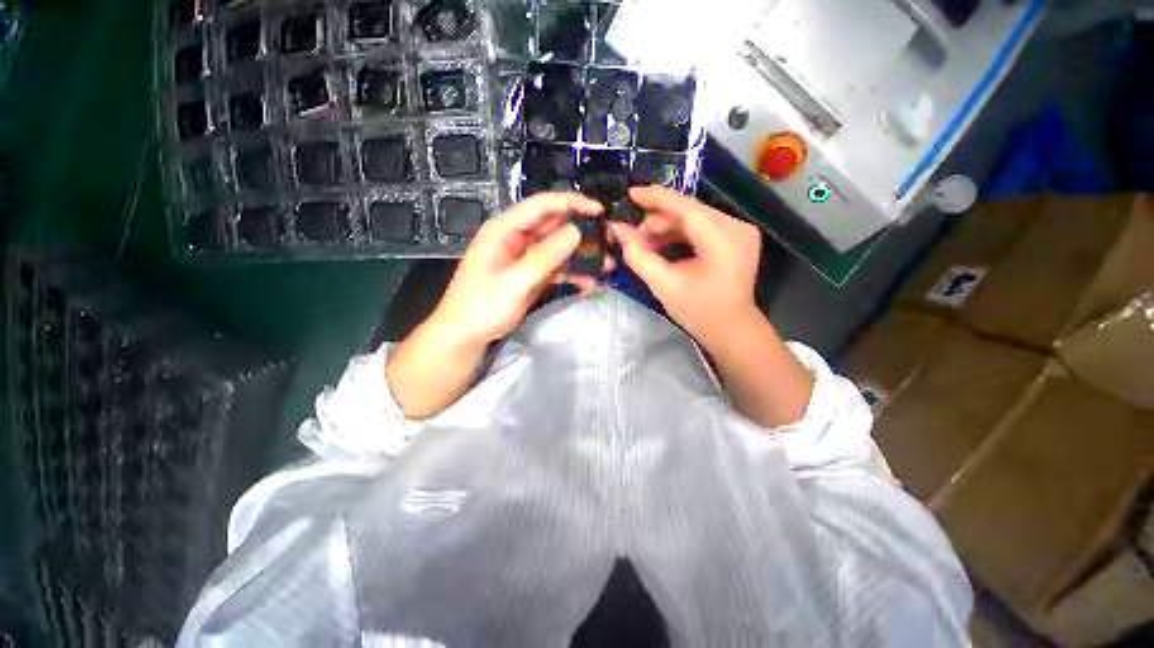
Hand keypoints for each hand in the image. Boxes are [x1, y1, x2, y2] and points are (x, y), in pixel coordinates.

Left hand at [386, 192, 603, 419]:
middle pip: (554, 226)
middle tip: (609, 244)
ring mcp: (524, 257)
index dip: (571, 203)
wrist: (465, 336)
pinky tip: (589, 284)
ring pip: (558, 247)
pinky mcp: (530, 274)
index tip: (599, 211)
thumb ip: (544, 257)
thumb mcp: (514, 283)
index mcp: (504, 230)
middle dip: (582, 233)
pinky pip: (556, 267)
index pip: (542, 206)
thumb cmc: (482, 307)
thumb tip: (576, 231)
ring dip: (581, 256)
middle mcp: (515, 238)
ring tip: (606, 267)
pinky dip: (572, 273)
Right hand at [610, 186, 762, 345]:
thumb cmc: (698, 311)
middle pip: (689, 211)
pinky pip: (703, 226)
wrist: (731, 330)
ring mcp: (740, 231)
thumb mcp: (663, 284)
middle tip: (634, 236)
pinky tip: (663, 245)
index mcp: (722, 239)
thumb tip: (617, 229)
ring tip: (646, 244)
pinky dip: (681, 233)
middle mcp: (736, 227)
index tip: (630, 193)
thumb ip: (638, 255)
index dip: (655, 198)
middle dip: (658, 220)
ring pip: (695, 217)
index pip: (685, 207)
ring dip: (667, 227)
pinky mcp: (738, 237)